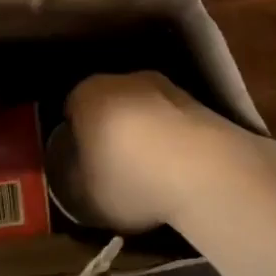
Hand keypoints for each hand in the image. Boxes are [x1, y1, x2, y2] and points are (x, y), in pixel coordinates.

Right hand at [63, 71, 275, 235]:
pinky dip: (173, 139)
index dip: (76, 138)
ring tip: (152, 172)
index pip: (72, 110)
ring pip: (144, 111)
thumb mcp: (85, 195)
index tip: (83, 164)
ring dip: (145, 133)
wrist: (204, 170)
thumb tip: (78, 172)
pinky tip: (179, 169)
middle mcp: (123, 79)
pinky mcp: (199, 102)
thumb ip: (74, 179)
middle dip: (111, 130)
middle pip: (109, 105)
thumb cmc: (130, 179)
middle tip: (114, 167)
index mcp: (87, 95)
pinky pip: (173, 122)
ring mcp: (166, 86)